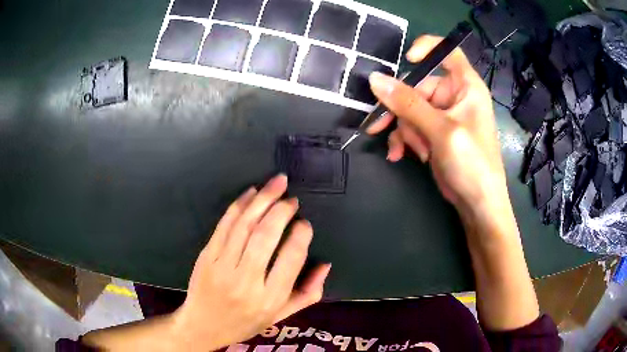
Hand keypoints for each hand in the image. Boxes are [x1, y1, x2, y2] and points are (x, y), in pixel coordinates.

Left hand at [172, 175, 330, 350]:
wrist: (203, 326)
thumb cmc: (245, 322)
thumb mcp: (281, 316)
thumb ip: (308, 293)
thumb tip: (325, 265)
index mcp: (270, 298)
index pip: (291, 258)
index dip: (301, 234)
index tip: (304, 223)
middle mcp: (246, 281)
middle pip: (266, 235)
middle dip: (281, 209)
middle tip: (292, 198)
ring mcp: (222, 266)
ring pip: (244, 225)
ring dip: (262, 199)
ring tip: (276, 183)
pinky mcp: (206, 256)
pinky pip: (224, 225)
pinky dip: (239, 205)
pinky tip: (251, 193)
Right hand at [366, 35, 506, 219]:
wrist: (477, 204)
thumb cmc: (472, 163)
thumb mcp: (441, 131)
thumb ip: (408, 104)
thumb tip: (375, 79)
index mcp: (466, 86)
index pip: (448, 52)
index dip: (426, 49)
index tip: (406, 62)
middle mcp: (454, 96)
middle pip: (418, 86)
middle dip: (401, 109)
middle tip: (379, 125)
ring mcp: (443, 115)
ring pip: (410, 109)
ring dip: (403, 130)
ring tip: (405, 150)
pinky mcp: (434, 133)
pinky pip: (411, 126)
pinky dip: (404, 139)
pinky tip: (401, 154)